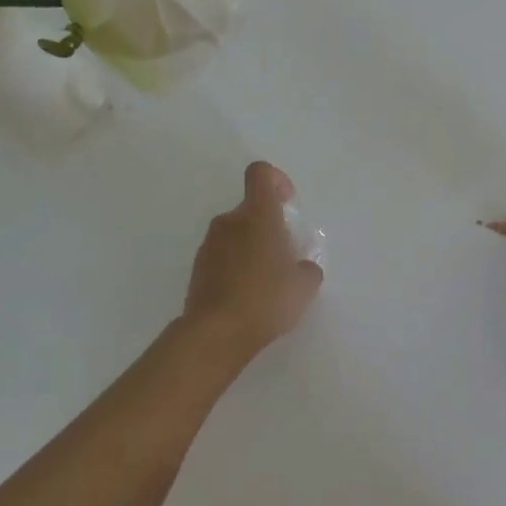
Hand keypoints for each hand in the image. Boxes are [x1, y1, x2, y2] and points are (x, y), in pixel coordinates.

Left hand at [180, 161, 324, 365]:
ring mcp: (210, 244)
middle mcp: (230, 221)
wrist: (216, 332)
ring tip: (267, 284)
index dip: (276, 180)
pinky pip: (222, 256)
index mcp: (258, 214)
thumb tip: (303, 267)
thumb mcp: (304, 286)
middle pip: (251, 209)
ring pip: (236, 234)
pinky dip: (235, 267)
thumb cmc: (266, 299)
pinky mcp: (198, 267)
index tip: (288, 204)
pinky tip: (247, 297)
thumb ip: (308, 269)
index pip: (260, 173)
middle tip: (285, 259)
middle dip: (269, 228)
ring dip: (252, 249)